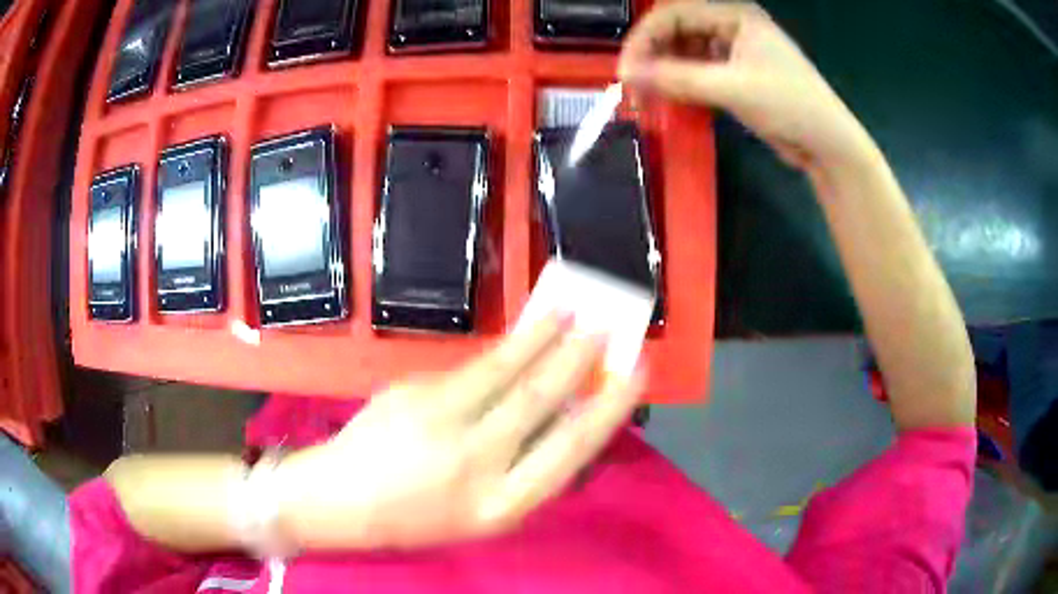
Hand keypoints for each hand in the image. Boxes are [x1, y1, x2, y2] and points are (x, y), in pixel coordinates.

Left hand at [275, 314, 642, 549]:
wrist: (343, 499)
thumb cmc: (420, 518)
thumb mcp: (482, 515)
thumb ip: (524, 472)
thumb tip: (564, 420)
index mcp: (501, 505)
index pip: (570, 450)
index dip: (608, 408)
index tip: (636, 374)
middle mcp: (475, 463)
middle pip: (540, 400)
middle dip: (579, 357)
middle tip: (606, 324)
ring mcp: (439, 421)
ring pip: (504, 370)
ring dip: (543, 337)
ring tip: (569, 309)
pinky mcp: (413, 391)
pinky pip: (469, 368)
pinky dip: (504, 351)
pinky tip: (521, 337)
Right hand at [619, 1, 873, 170]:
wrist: (828, 145)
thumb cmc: (789, 105)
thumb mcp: (732, 88)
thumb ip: (677, 78)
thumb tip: (626, 74)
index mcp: (734, 15)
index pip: (674, 14)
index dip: (645, 38)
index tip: (626, 70)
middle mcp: (732, 27)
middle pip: (678, 31)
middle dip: (653, 55)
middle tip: (633, 84)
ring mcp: (736, 52)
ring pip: (686, 52)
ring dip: (666, 71)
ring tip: (649, 94)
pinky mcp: (738, 76)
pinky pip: (699, 72)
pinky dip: (683, 84)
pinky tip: (672, 98)